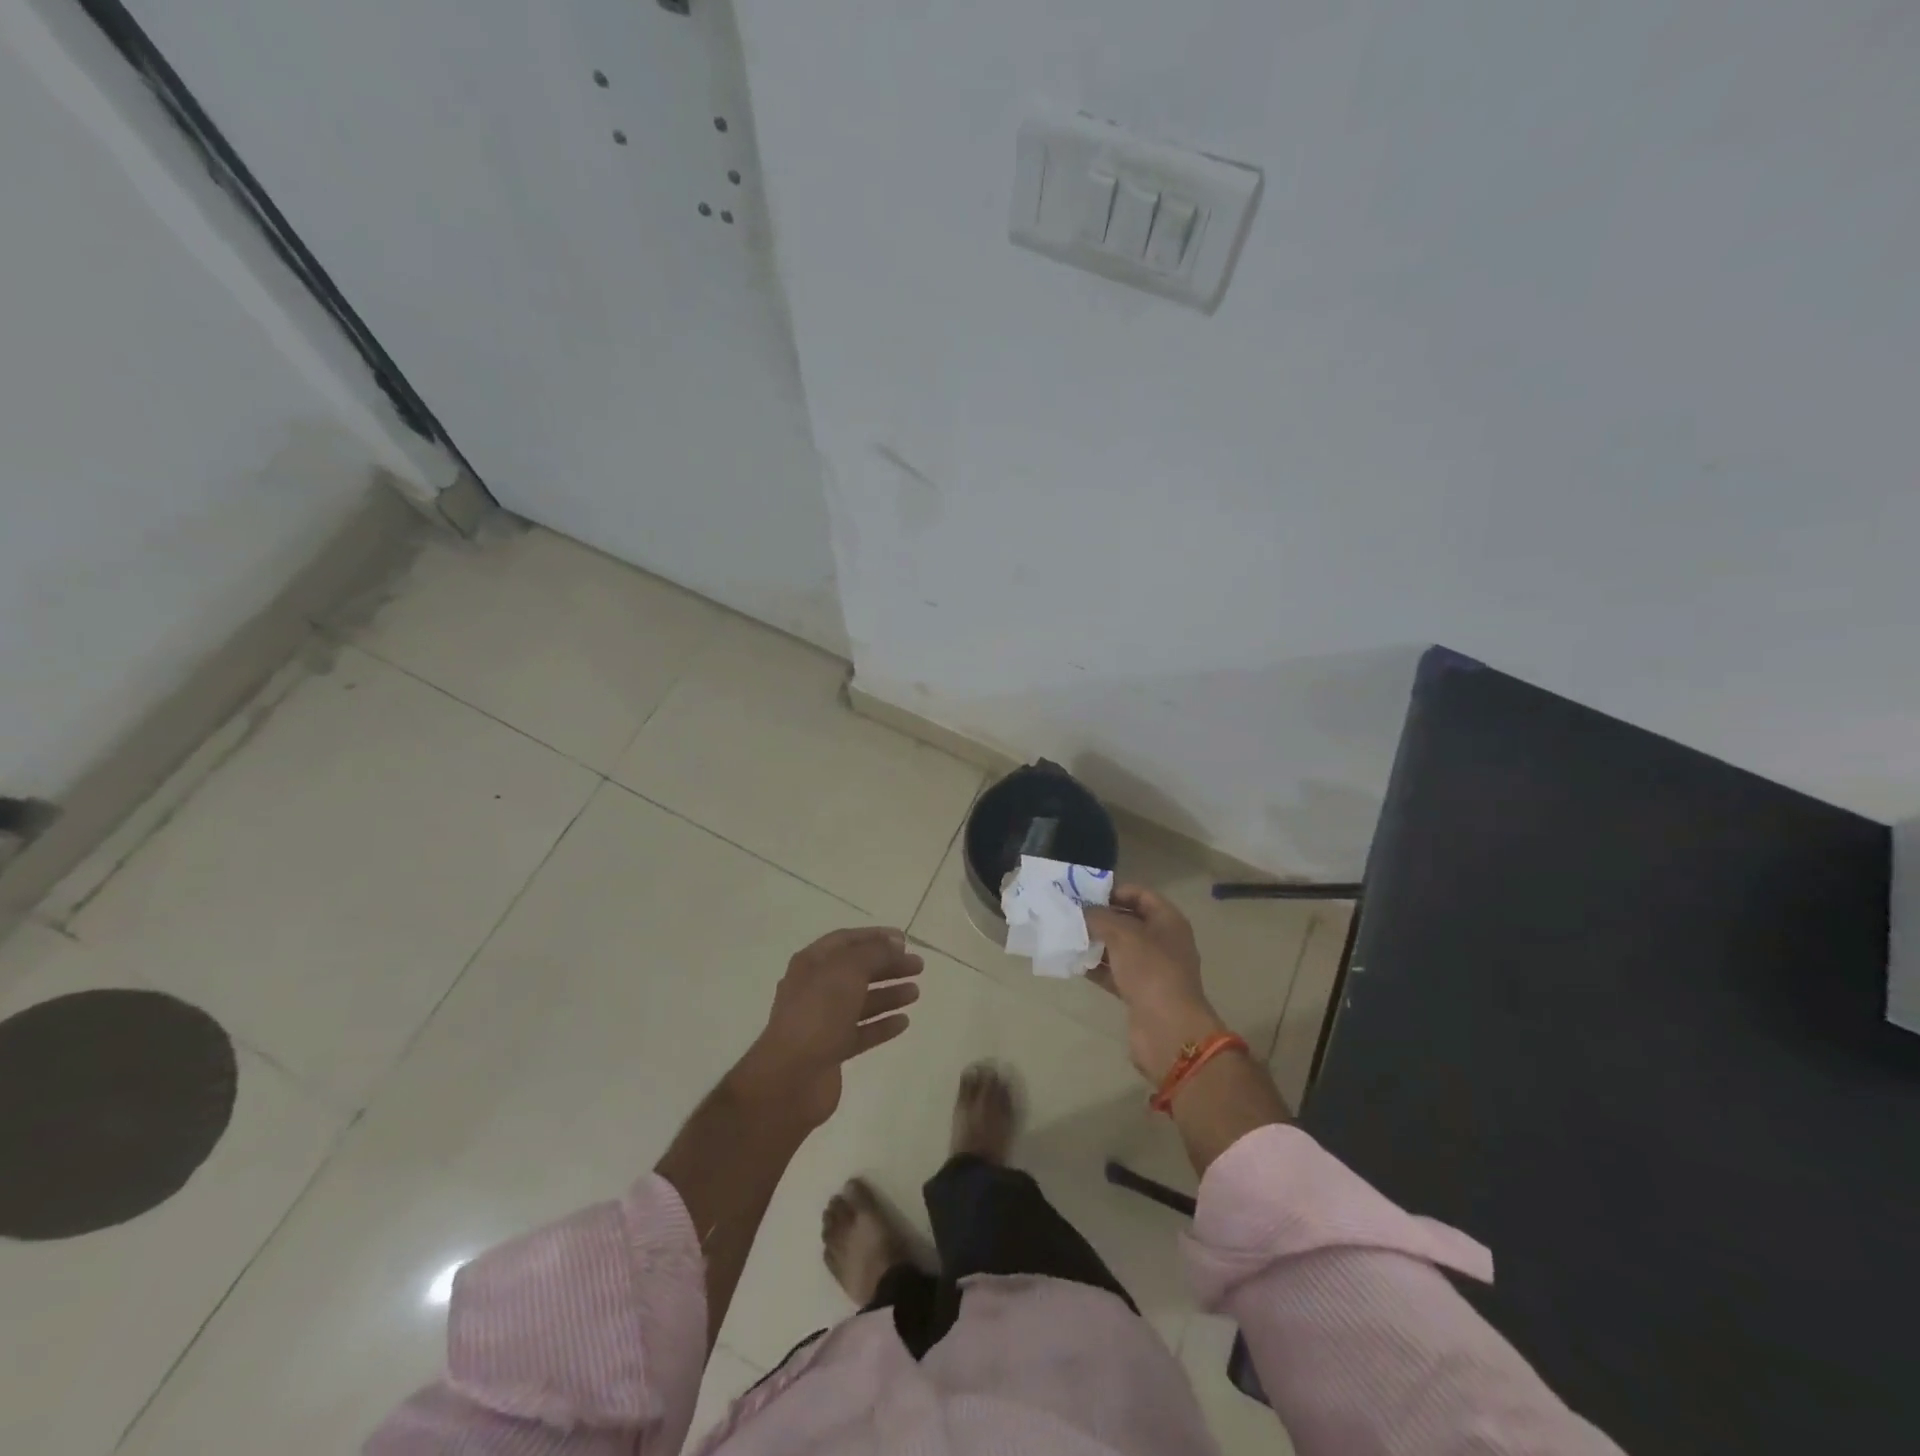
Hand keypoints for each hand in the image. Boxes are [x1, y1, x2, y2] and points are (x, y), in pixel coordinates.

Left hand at [729, 927, 922, 1129]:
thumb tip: (895, 944)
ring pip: (861, 1001)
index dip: (875, 937)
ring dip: (888, 994)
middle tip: (918, 966)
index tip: (905, 940)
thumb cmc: (817, 1013)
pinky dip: (882, 1025)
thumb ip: (875, 953)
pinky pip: (862, 1031)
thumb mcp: (848, 970)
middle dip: (888, 966)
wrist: (790, 1078)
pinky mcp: (832, 1050)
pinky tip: (904, 1022)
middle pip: (857, 970)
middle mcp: (815, 988)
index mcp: (811, 964)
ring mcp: (822, 1021)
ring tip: (916, 993)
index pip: (846, 940)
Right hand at [1084, 885, 1226, 1082]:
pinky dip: (1096, 967)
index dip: (1114, 890)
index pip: (1140, 894)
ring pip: (1119, 948)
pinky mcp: (1139, 992)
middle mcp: (1162, 941)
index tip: (1085, 893)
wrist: (1168, 1029)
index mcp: (1168, 921)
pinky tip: (1073, 963)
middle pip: (1128, 921)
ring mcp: (1151, 968)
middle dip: (1100, 917)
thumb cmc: (1150, 970)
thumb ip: (1099, 917)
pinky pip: (1114, 972)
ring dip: (1095, 943)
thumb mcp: (1122, 935)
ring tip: (1066, 936)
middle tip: (1070, 914)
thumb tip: (1081, 911)